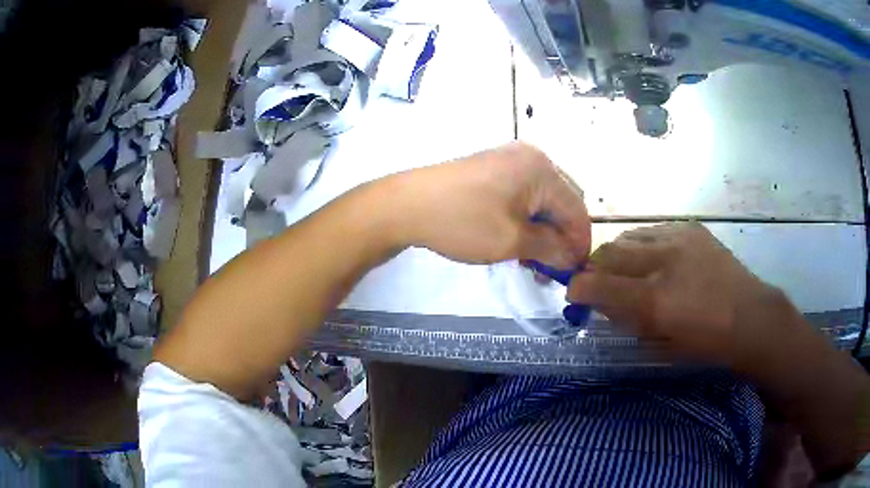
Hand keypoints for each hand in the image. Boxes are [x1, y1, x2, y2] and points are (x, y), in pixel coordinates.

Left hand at [393, 141, 590, 266]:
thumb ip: (551, 248)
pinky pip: (522, 196)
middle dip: (561, 238)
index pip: (576, 210)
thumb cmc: (462, 222)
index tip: (576, 272)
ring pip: (541, 201)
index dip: (579, 243)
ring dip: (543, 231)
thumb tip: (573, 257)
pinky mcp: (492, 169)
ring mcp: (509, 160)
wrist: (406, 205)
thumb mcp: (512, 241)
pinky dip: (526, 220)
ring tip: (534, 262)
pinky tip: (519, 242)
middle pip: (561, 203)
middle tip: (552, 270)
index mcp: (541, 169)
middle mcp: (531, 158)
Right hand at [566, 222, 792, 370]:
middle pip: (609, 252)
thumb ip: (627, 320)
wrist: (750, 316)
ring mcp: (679, 238)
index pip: (599, 285)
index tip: (574, 292)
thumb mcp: (661, 342)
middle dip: (595, 268)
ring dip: (619, 253)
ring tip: (627, 268)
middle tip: (599, 282)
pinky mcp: (692, 228)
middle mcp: (663, 261)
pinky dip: (644, 243)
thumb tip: (601, 302)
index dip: (578, 287)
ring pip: (629, 235)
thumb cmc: (705, 342)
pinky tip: (655, 257)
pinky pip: (653, 229)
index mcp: (655, 300)